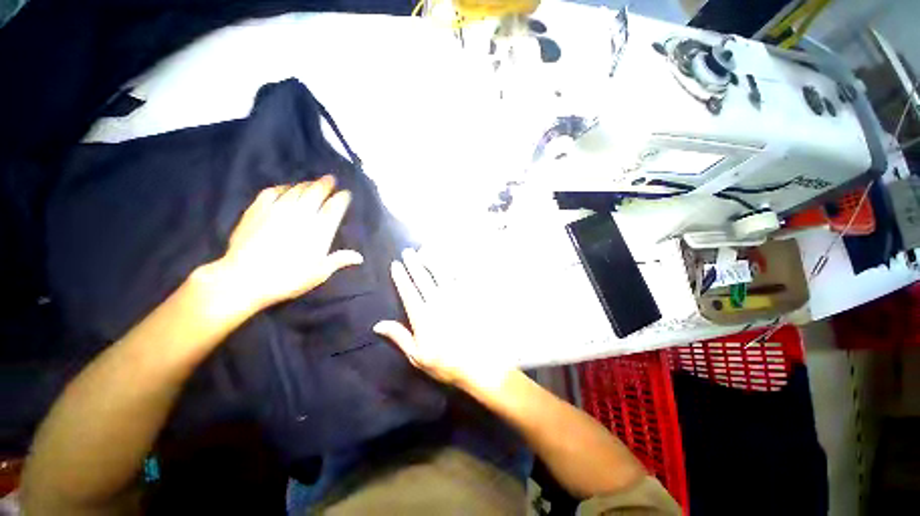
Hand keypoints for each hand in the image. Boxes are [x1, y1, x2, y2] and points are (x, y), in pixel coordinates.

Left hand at [212, 176, 362, 310]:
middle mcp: (302, 214)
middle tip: (330, 179)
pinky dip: (282, 187)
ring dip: (306, 184)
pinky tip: (285, 188)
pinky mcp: (258, 209)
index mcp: (320, 230)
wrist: (245, 278)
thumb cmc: (288, 278)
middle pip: (316, 192)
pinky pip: (273, 191)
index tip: (346, 194)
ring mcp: (278, 209)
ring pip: (296, 189)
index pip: (335, 207)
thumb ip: (339, 260)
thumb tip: (359, 257)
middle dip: (325, 184)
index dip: (341, 198)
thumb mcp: (319, 273)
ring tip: (311, 182)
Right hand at [373, 249, 512, 392]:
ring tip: (425, 251)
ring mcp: (455, 298)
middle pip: (423, 278)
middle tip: (407, 251)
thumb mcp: (418, 357)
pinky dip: (454, 267)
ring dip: (431, 261)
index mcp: (423, 316)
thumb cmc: (446, 363)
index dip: (401, 277)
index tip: (395, 264)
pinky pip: (461, 278)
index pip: (408, 291)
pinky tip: (451, 261)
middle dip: (414, 263)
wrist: (479, 364)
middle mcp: (437, 302)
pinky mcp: (470, 298)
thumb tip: (378, 324)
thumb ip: (399, 337)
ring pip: (441, 274)